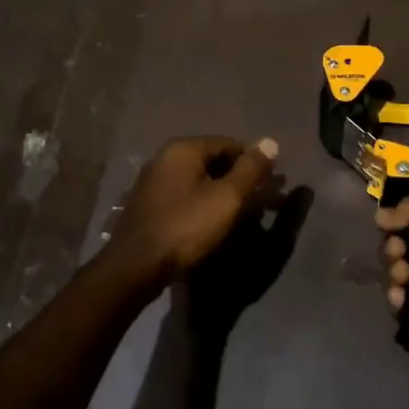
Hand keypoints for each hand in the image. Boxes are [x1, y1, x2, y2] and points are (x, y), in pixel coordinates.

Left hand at [109, 136, 280, 286]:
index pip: (231, 145)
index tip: (273, 186)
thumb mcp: (226, 198)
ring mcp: (155, 182)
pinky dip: (206, 205)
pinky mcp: (151, 206)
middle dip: (242, 181)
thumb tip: (271, 141)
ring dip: (226, 195)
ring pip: (202, 182)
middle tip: (265, 203)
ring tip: (247, 217)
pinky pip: (187, 197)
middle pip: (215, 162)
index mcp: (184, 149)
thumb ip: (250, 169)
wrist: (135, 267)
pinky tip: (217, 224)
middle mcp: (166, 158)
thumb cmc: (186, 227)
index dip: (255, 163)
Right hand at [375, 200, 408, 362]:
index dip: (401, 225)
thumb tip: (381, 215)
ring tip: (403, 281)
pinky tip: (401, 301)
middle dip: (395, 252)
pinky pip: (407, 308)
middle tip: (399, 256)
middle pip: (407, 252)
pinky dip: (400, 302)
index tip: (390, 228)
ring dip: (396, 277)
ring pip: (404, 280)